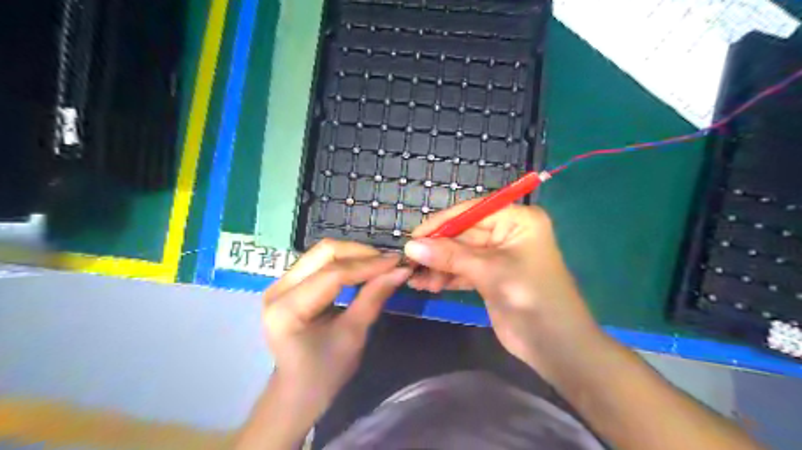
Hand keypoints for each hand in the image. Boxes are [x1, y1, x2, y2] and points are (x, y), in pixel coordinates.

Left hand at [265, 241, 408, 413]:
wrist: (299, 389)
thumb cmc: (326, 371)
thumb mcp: (354, 335)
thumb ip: (374, 297)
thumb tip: (401, 270)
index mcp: (287, 309)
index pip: (333, 274)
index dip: (368, 265)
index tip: (397, 262)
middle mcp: (278, 288)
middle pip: (324, 253)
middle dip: (361, 253)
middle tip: (389, 262)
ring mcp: (281, 283)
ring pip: (323, 253)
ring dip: (355, 255)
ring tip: (381, 264)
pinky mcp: (289, 282)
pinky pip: (321, 261)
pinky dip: (346, 261)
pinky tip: (364, 268)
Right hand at [405, 201, 597, 378]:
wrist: (557, 346)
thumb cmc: (531, 297)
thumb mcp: (489, 272)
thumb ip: (449, 257)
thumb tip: (410, 246)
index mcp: (517, 220)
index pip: (471, 212)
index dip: (441, 223)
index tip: (413, 236)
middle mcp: (507, 232)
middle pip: (463, 234)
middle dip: (436, 249)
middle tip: (408, 262)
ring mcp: (498, 255)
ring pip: (460, 254)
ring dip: (437, 266)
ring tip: (414, 279)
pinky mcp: (490, 276)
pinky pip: (462, 270)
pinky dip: (445, 277)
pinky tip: (427, 285)